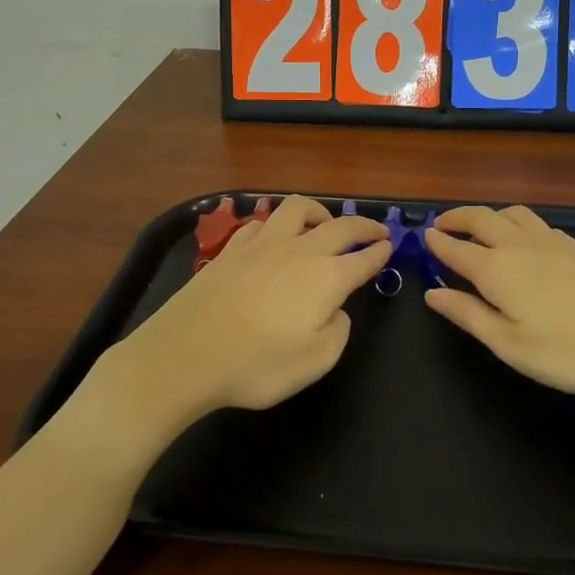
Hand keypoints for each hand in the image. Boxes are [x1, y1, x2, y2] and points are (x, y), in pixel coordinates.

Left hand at [104, 196, 390, 426]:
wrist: (185, 355)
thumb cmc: (256, 365)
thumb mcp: (315, 362)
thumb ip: (338, 332)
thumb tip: (336, 310)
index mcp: (327, 278)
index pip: (364, 258)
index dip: (380, 252)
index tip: (390, 246)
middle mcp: (299, 251)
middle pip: (340, 226)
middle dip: (363, 226)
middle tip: (376, 230)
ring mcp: (262, 245)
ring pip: (297, 209)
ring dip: (320, 211)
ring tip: (325, 223)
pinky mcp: (231, 249)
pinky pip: (262, 222)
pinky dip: (278, 224)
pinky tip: (275, 236)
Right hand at [423, 205, 574, 394]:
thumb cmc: (568, 349)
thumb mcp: (508, 343)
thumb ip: (468, 315)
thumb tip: (432, 294)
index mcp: (496, 269)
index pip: (456, 249)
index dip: (436, 243)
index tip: (421, 237)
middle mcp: (519, 246)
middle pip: (481, 219)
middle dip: (457, 218)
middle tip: (441, 224)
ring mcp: (552, 243)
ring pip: (512, 214)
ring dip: (488, 215)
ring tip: (479, 227)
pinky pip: (537, 223)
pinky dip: (518, 223)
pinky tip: (525, 239)